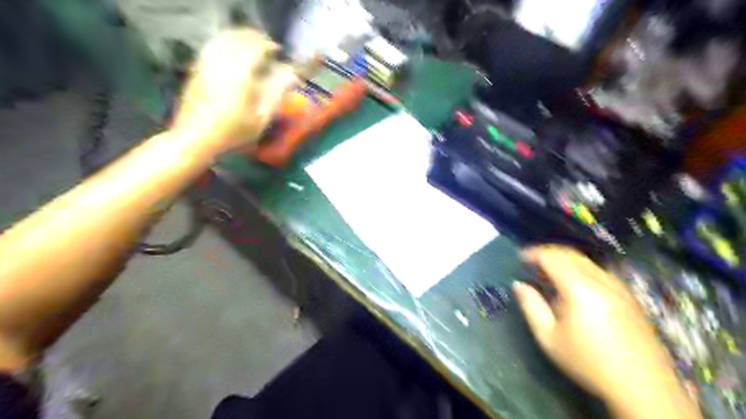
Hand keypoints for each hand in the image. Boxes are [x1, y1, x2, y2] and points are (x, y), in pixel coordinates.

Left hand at [172, 29, 297, 155]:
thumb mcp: (261, 117)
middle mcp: (222, 61)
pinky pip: (212, 46)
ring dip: (239, 38)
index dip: (269, 45)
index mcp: (241, 72)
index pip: (257, 47)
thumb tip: (290, 74)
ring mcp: (206, 63)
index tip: (278, 51)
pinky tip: (230, 53)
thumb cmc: (233, 132)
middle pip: (239, 37)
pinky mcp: (197, 69)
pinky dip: (224, 43)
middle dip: (254, 38)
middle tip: (266, 46)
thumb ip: (276, 92)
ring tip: (250, 46)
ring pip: (224, 38)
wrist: (196, 137)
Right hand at [514, 245, 699, 417]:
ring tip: (549, 274)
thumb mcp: (549, 337)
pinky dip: (580, 269)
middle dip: (548, 253)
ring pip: (586, 261)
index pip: (552, 257)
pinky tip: (573, 287)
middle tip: (531, 264)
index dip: (533, 253)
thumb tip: (519, 284)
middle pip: (571, 254)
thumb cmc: (588, 362)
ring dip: (564, 260)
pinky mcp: (629, 296)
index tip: (520, 259)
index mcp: (580, 288)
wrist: (643, 388)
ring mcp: (619, 287)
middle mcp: (601, 280)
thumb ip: (531, 306)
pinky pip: (599, 271)